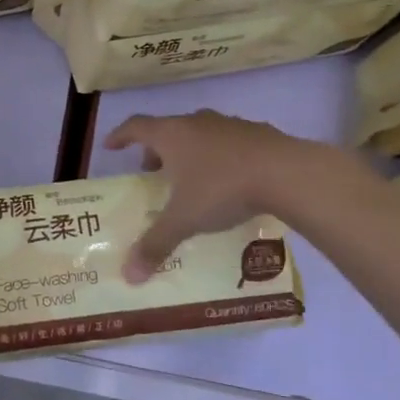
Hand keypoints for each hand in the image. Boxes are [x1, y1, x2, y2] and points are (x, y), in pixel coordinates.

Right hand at [104, 111, 355, 281]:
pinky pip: (230, 143)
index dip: (120, 136)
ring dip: (190, 152)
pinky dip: (221, 157)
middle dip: (157, 151)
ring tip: (192, 179)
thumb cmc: (223, 189)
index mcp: (172, 135)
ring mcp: (231, 125)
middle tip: (153, 173)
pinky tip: (230, 180)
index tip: (110, 146)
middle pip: (168, 130)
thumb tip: (128, 276)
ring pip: (201, 134)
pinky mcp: (260, 133)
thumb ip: (156, 244)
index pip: (136, 126)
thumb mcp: (184, 220)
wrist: (288, 173)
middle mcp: (198, 123)